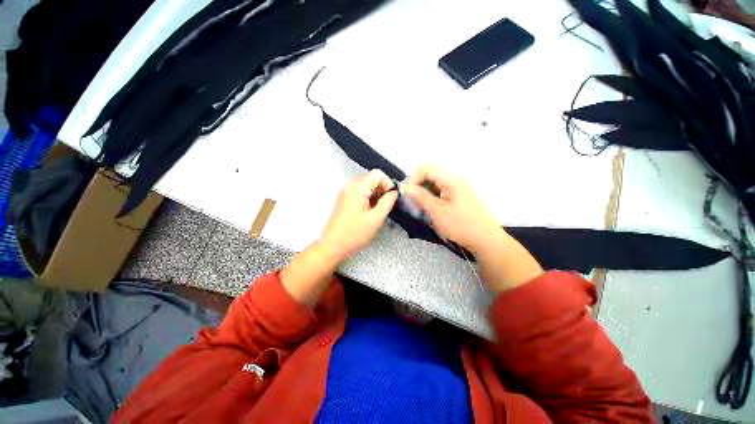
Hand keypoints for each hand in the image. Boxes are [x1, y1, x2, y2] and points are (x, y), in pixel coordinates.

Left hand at [318, 169, 398, 262]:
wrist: (332, 247)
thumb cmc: (354, 234)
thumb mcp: (376, 219)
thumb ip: (387, 202)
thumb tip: (394, 193)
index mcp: (357, 188)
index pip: (377, 174)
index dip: (388, 184)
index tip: (391, 198)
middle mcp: (349, 186)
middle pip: (371, 179)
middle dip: (382, 190)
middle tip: (386, 207)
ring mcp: (345, 193)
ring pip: (366, 187)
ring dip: (376, 196)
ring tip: (378, 212)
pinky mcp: (344, 200)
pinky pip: (360, 194)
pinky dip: (368, 200)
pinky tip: (370, 213)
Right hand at [403, 164, 502, 252]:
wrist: (485, 238)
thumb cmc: (460, 225)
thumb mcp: (437, 211)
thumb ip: (420, 197)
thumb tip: (406, 187)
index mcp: (451, 179)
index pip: (426, 168)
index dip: (414, 178)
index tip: (408, 193)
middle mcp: (456, 177)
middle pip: (431, 171)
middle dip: (419, 182)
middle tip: (413, 198)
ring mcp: (459, 184)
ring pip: (436, 179)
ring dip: (426, 188)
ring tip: (422, 203)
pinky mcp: (460, 192)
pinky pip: (442, 186)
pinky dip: (433, 192)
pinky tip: (432, 204)